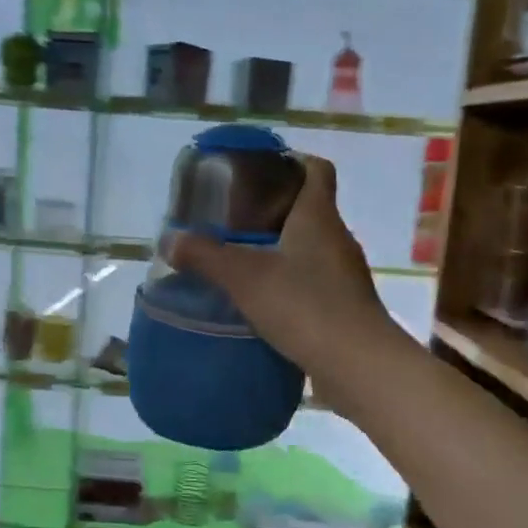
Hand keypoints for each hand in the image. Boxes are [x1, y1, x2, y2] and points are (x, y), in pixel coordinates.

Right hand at [164, 154, 395, 386]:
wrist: (357, 365)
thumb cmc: (304, 305)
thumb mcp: (244, 277)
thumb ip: (205, 256)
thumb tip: (170, 241)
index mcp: (319, 216)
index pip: (316, 169)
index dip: (291, 161)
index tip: (258, 171)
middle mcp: (337, 239)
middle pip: (308, 209)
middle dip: (272, 211)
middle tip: (232, 220)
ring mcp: (344, 275)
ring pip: (309, 249)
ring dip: (279, 251)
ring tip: (241, 261)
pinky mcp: (343, 307)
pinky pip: (312, 283)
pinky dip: (288, 285)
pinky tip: (261, 301)